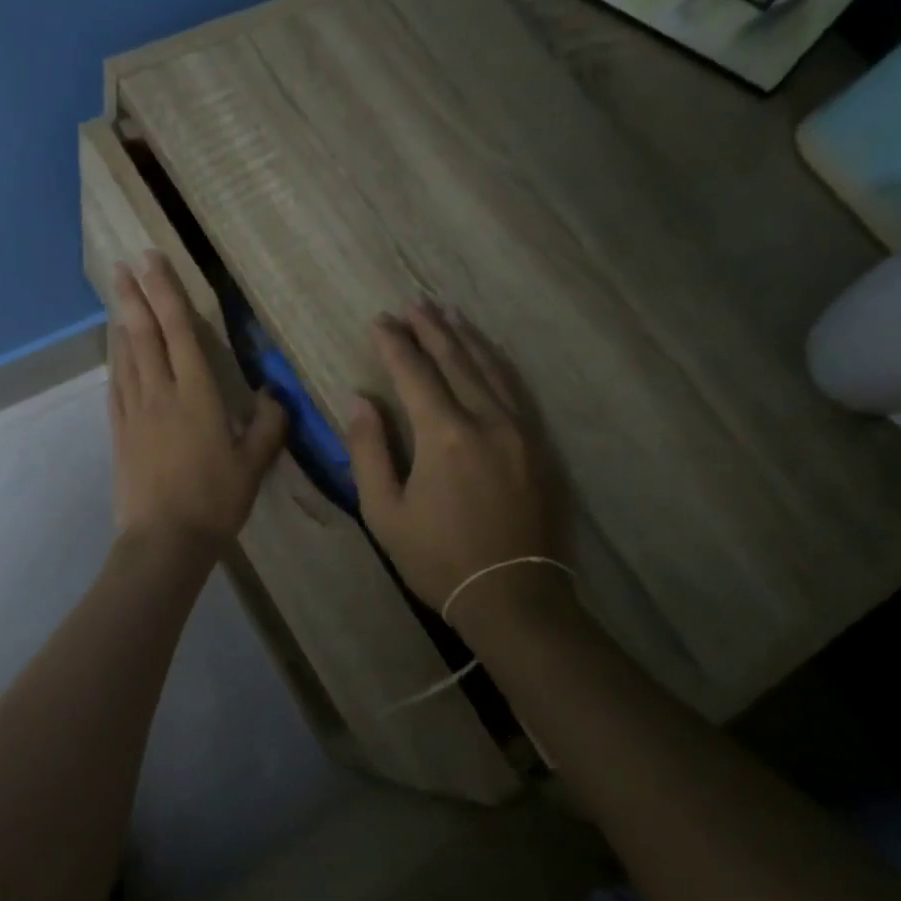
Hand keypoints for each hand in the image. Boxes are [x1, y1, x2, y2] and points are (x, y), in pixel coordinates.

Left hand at [109, 252, 286, 552]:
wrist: (164, 539)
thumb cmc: (214, 500)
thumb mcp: (253, 464)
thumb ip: (267, 425)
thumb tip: (275, 394)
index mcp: (196, 394)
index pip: (180, 331)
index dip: (166, 293)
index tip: (152, 261)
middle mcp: (160, 393)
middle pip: (145, 334)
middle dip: (134, 296)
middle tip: (123, 264)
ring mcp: (134, 411)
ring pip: (126, 355)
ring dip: (121, 322)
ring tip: (116, 295)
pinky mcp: (119, 431)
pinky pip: (116, 385)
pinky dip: (115, 359)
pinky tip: (114, 350)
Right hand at [345, 301, 570, 624]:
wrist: (513, 595)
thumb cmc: (437, 558)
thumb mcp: (384, 512)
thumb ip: (369, 451)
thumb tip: (360, 402)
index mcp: (444, 435)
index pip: (415, 374)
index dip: (395, 344)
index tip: (379, 321)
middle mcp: (487, 421)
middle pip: (457, 361)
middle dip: (432, 330)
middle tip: (414, 304)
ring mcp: (521, 431)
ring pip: (491, 369)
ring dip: (466, 339)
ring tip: (449, 316)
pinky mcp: (540, 446)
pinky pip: (516, 390)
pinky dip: (497, 365)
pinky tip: (488, 355)